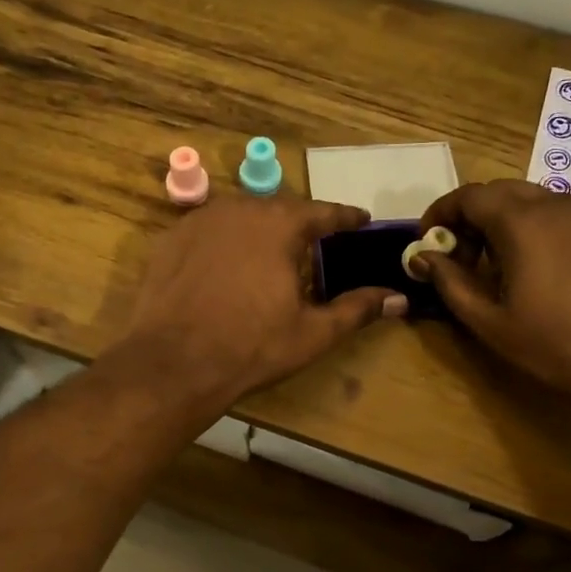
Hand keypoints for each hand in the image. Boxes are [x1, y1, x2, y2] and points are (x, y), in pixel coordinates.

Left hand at [114, 196, 405, 408]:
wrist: (173, 362)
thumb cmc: (251, 346)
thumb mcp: (313, 332)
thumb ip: (357, 309)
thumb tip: (399, 298)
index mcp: (279, 225)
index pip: (323, 212)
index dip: (345, 217)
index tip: (361, 220)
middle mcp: (240, 210)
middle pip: (280, 209)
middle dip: (301, 224)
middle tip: (316, 244)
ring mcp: (200, 220)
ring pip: (242, 215)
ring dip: (261, 229)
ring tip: (272, 253)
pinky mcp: (171, 238)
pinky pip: (209, 229)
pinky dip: (226, 240)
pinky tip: (228, 264)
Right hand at [418, 180, 570, 410]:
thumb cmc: (556, 347)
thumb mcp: (489, 321)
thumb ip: (450, 281)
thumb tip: (421, 257)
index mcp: (523, 222)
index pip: (469, 196)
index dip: (440, 214)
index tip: (427, 242)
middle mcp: (557, 205)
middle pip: (499, 192)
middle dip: (471, 217)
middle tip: (460, 258)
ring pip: (531, 201)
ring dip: (502, 222)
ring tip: (496, 268)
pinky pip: (559, 214)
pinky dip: (534, 228)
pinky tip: (536, 270)